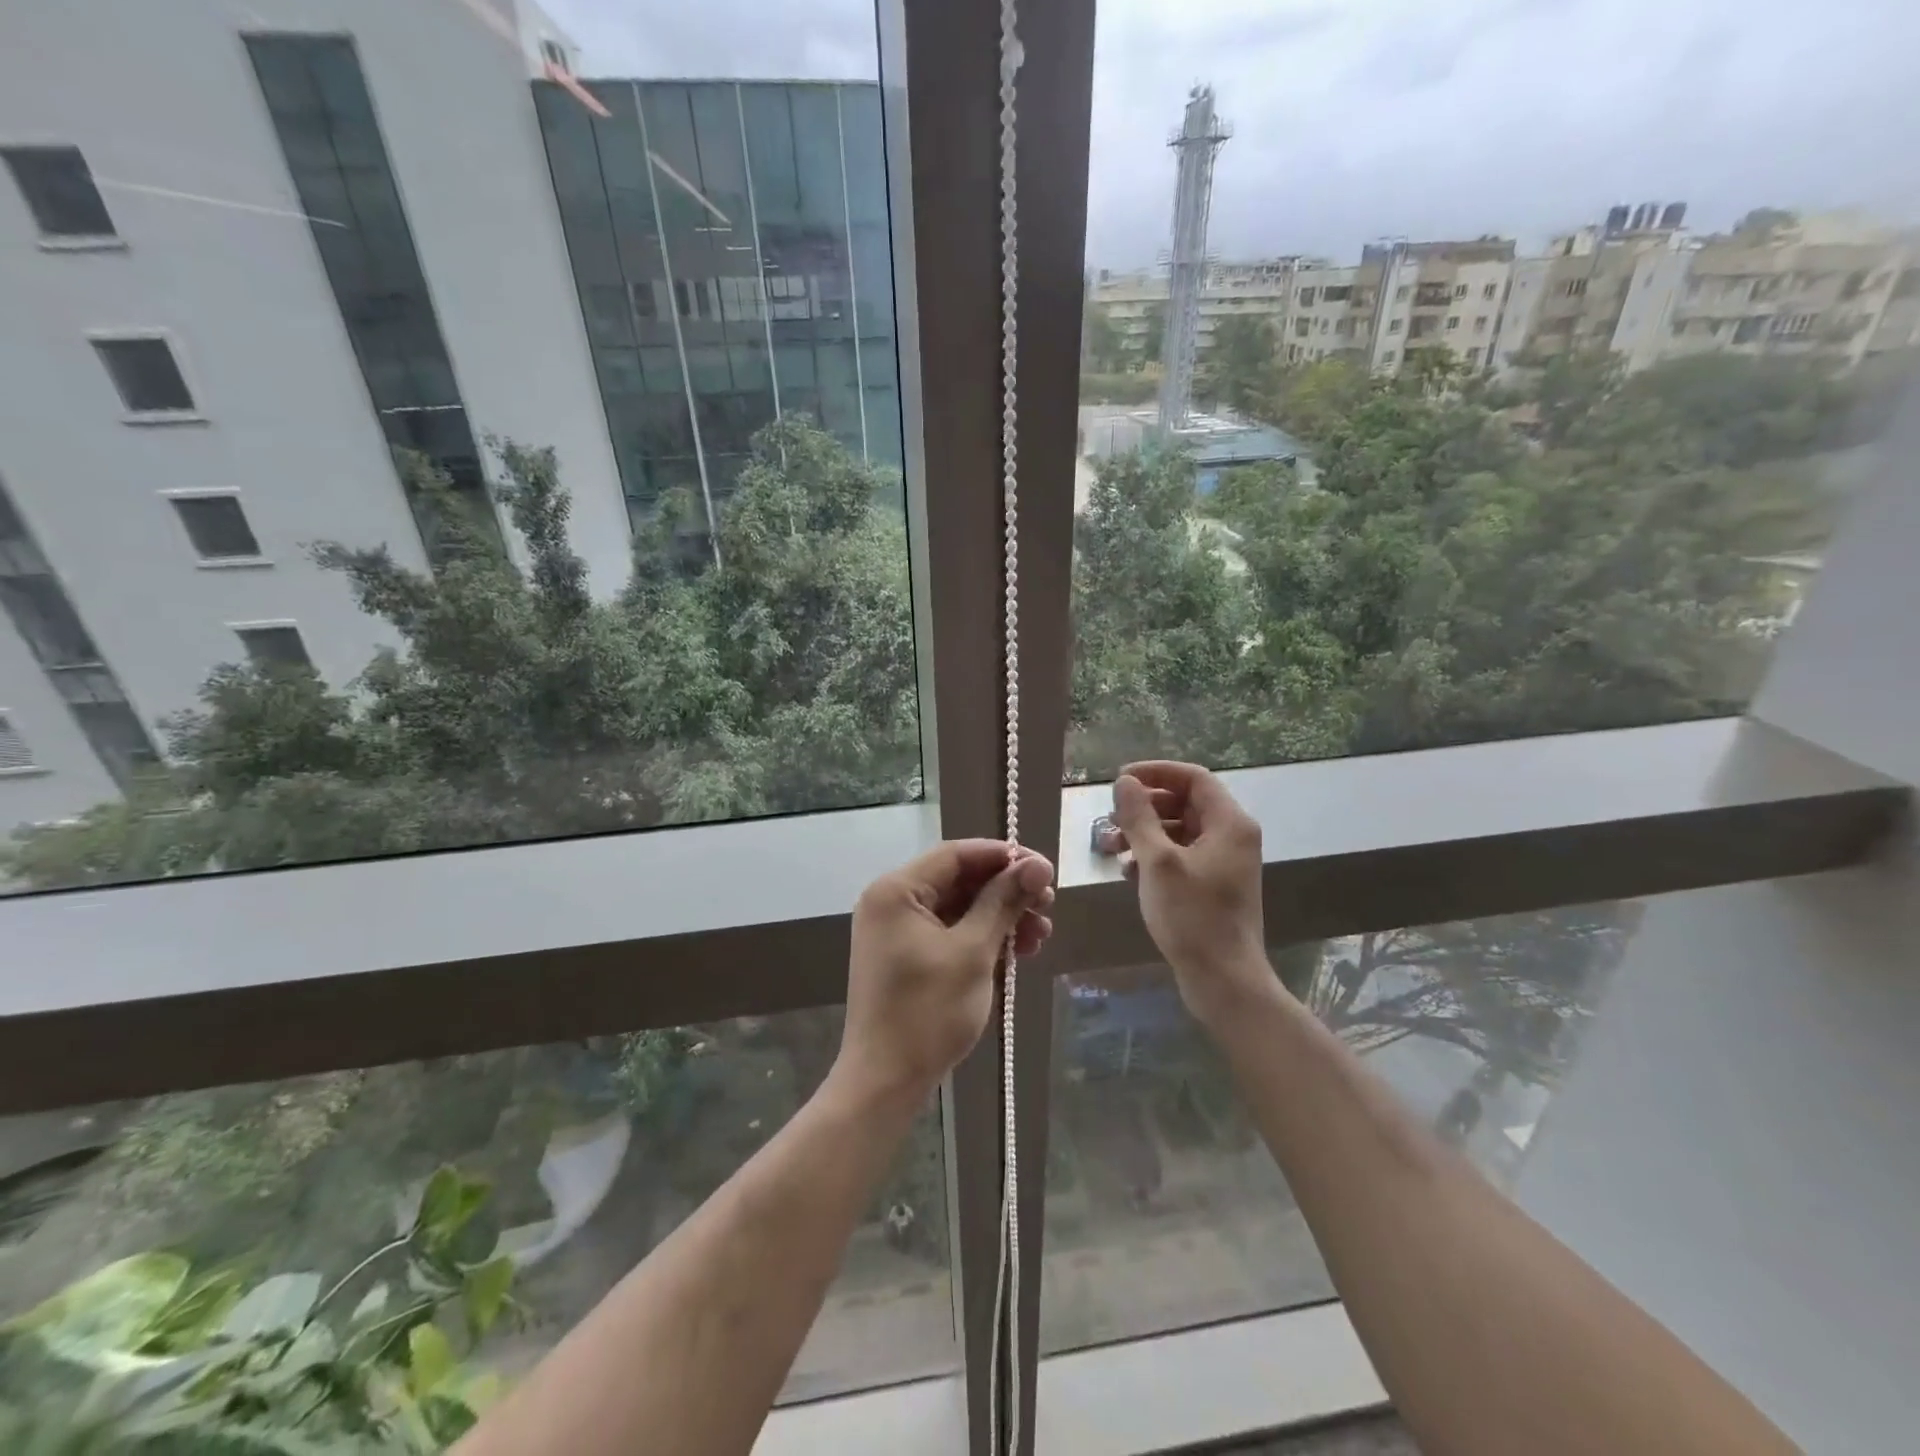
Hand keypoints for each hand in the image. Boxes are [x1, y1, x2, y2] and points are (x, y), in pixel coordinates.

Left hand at [836, 840, 1054, 1106]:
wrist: (884, 1082)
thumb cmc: (927, 1012)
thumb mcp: (973, 952)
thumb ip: (1003, 902)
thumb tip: (1036, 864)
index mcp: (896, 890)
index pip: (957, 854)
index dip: (1004, 857)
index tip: (1045, 869)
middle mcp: (892, 902)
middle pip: (959, 880)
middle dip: (1006, 890)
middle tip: (1048, 904)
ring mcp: (897, 931)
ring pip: (959, 908)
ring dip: (1001, 916)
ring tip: (1042, 933)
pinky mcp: (906, 957)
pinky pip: (950, 933)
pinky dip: (983, 937)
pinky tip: (1019, 950)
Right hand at [1104, 761, 1275, 1029]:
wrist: (1223, 979)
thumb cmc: (1192, 916)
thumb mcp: (1158, 862)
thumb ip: (1139, 817)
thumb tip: (1124, 782)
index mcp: (1229, 823)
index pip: (1193, 777)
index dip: (1155, 773)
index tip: (1119, 781)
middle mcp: (1232, 836)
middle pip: (1185, 803)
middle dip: (1144, 807)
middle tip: (1110, 819)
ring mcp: (1224, 862)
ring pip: (1179, 831)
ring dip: (1144, 833)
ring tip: (1111, 847)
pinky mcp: (1214, 885)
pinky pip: (1181, 855)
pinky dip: (1154, 856)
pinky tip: (1128, 872)